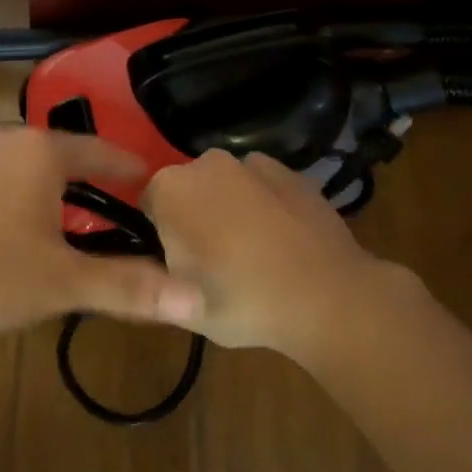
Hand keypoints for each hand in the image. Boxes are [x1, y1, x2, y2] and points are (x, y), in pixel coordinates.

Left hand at [0, 126, 202, 343]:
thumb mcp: (61, 283)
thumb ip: (128, 287)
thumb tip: (195, 300)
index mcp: (39, 152)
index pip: (100, 152)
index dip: (128, 167)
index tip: (149, 180)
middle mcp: (0, 140)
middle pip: (57, 157)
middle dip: (84, 183)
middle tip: (106, 214)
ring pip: (17, 169)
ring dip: (41, 193)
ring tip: (55, 227)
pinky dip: (3, 200)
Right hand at [143, 150, 421, 364]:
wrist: (329, 298)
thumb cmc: (243, 301)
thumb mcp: (180, 308)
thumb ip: (149, 284)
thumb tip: (141, 273)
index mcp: (170, 188)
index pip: (148, 205)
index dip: (160, 236)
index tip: (180, 266)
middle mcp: (207, 162)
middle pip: (187, 190)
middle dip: (194, 217)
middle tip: (214, 264)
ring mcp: (254, 163)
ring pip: (226, 186)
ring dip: (229, 209)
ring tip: (252, 255)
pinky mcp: (293, 172)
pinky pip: (262, 187)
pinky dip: (264, 205)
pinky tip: (281, 241)